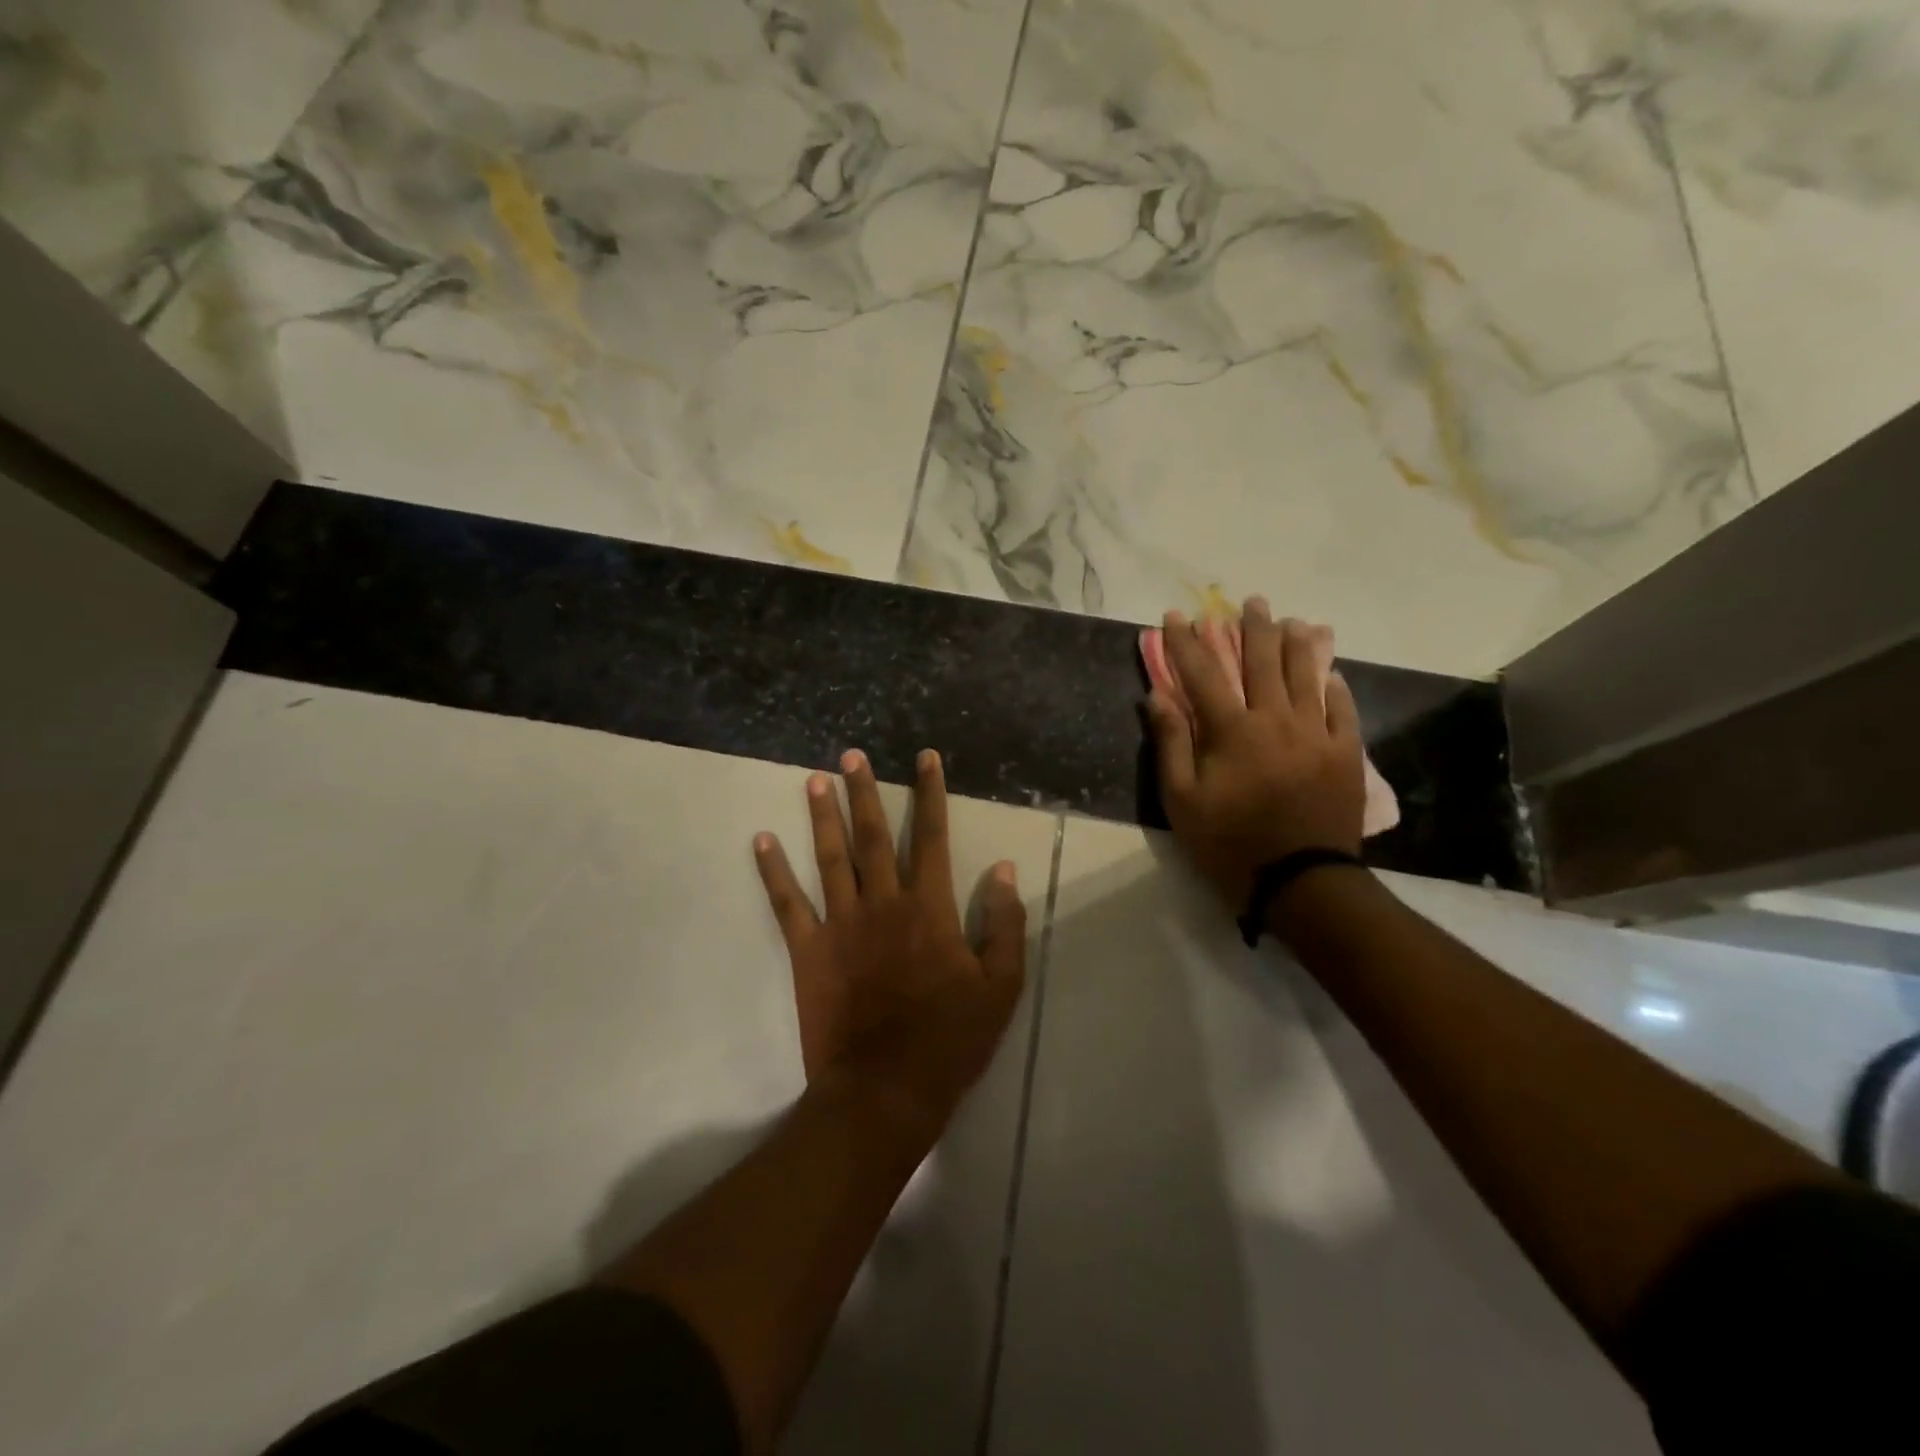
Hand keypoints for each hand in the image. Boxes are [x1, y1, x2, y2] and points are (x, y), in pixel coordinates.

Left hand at [753, 748, 1026, 1141]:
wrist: (886, 1090)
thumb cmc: (950, 1039)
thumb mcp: (1000, 986)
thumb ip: (1004, 923)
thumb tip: (1003, 869)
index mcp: (928, 908)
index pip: (931, 837)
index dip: (930, 794)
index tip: (924, 758)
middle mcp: (882, 903)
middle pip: (873, 836)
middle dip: (865, 792)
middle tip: (852, 755)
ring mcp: (841, 924)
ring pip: (830, 858)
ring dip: (823, 816)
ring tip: (815, 780)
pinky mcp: (809, 951)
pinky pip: (787, 903)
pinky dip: (773, 871)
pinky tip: (762, 841)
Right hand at [1146, 599, 1367, 909]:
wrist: (1300, 880)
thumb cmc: (1230, 842)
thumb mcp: (1182, 800)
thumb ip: (1171, 743)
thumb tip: (1157, 696)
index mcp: (1232, 730)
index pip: (1203, 673)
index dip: (1186, 642)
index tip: (1176, 616)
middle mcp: (1275, 719)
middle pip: (1262, 662)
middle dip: (1252, 628)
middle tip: (1250, 602)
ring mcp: (1315, 734)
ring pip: (1306, 676)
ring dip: (1297, 645)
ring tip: (1293, 621)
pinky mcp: (1345, 753)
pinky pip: (1342, 710)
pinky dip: (1334, 688)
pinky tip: (1331, 675)